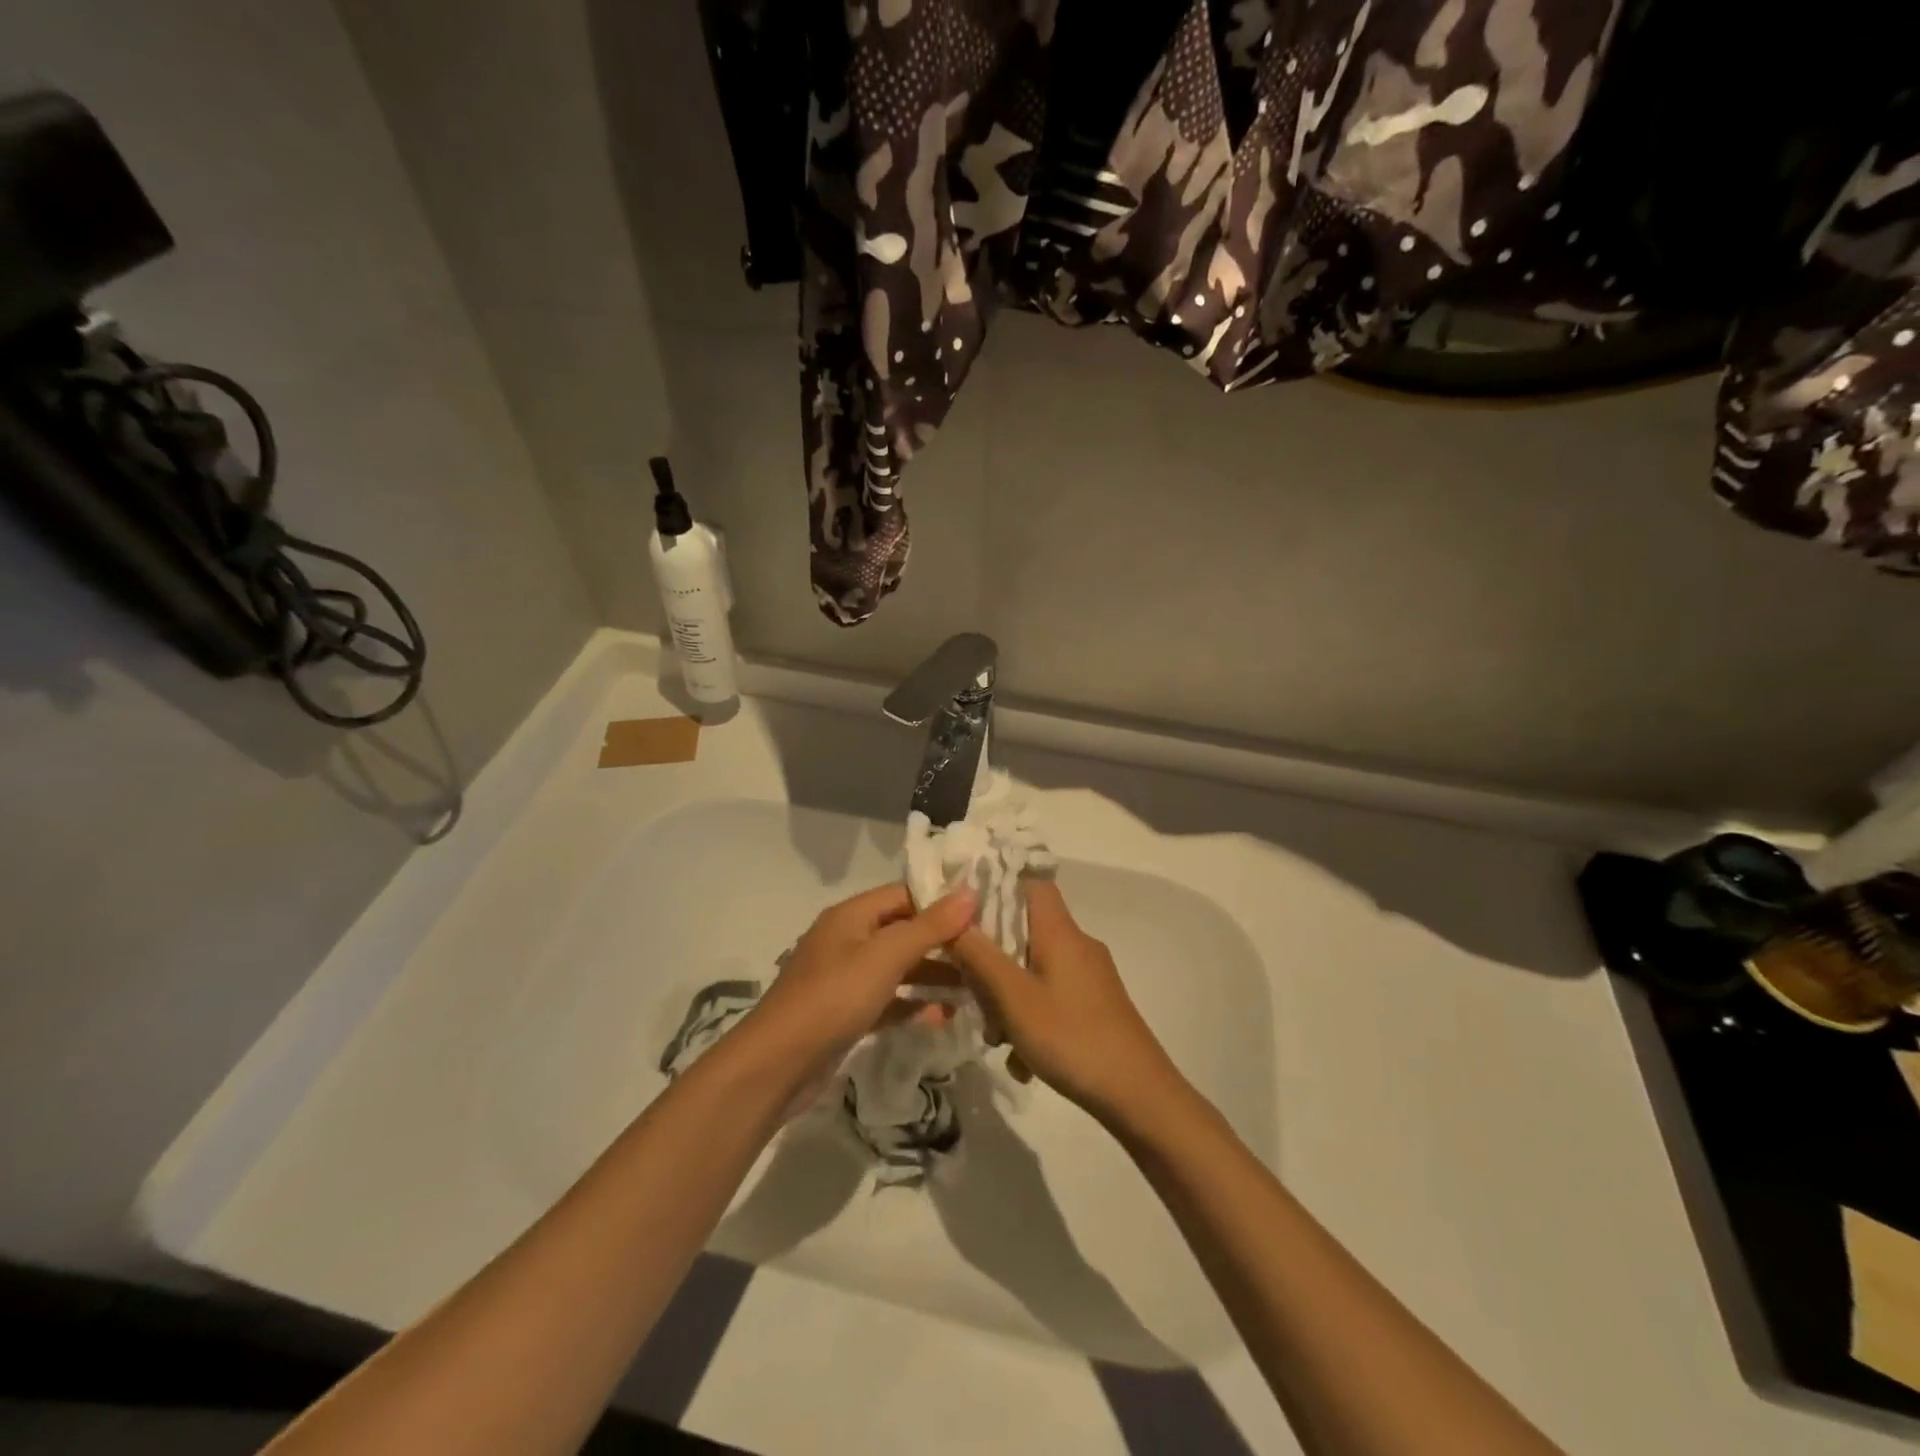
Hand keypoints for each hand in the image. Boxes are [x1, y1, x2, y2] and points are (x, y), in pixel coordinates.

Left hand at [740, 883, 975, 1100]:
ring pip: (898, 967)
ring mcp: (845, 978)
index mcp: (852, 915)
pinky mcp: (846, 1013)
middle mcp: (848, 940)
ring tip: (972, 989)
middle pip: (903, 931)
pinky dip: (913, 1004)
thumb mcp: (886, 956)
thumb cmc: (833, 998)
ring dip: (932, 975)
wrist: (776, 1065)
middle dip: (942, 942)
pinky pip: (888, 1000)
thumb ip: (930, 926)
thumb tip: (970, 892)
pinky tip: (942, 1016)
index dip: (941, 902)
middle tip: (983, 956)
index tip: (981, 917)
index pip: (904, 894)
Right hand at [949, 880, 1181, 1123]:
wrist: (1139, 1095)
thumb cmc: (1071, 1037)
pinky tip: (1024, 1060)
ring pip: (1035, 968)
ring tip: (997, 1038)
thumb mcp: (1013, 997)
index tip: (963, 911)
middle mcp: (1077, 944)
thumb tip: (955, 917)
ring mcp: (1090, 976)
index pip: (1030, 883)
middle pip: (1025, 930)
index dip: (997, 887)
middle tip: (970, 988)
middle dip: (993, 957)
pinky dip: (1032, 1018)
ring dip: (1009, 997)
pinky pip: (1052, 996)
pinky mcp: (1096, 1004)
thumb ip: (980, 955)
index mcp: (1060, 931)